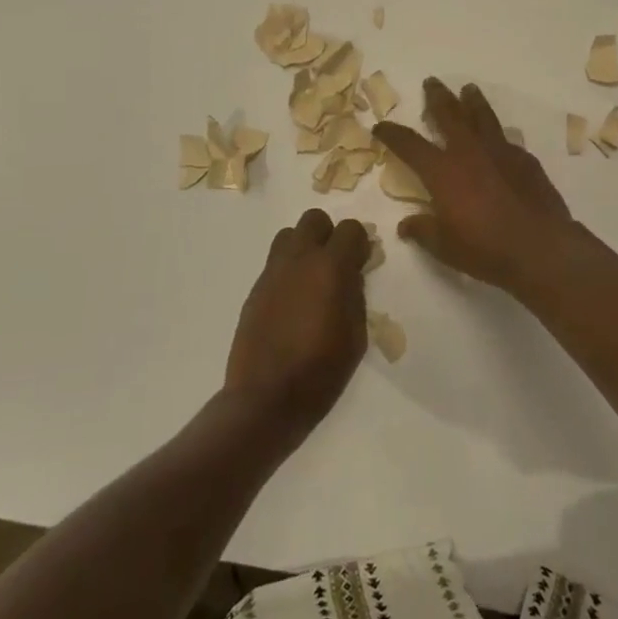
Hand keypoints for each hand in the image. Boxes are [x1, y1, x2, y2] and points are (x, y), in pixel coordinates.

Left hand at [225, 209, 371, 433]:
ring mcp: (273, 272)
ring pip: (289, 235)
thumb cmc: (321, 371)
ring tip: (311, 279)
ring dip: (304, 247)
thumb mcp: (356, 335)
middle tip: (336, 265)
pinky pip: (275, 263)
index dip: (359, 243)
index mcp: (330, 267)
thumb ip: (356, 294)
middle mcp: (299, 259)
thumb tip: (352, 274)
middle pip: (314, 220)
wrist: (265, 398)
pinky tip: (293, 302)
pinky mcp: (255, 289)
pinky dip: (288, 271)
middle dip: (329, 235)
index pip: (350, 228)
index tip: (362, 262)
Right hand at [372, 79, 576, 294]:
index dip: (392, 134)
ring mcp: (500, 151)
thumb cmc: (485, 249)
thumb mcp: (444, 247)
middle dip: (437, 97)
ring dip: (472, 101)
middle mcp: (469, 151)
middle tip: (431, 82)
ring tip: (468, 89)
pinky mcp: (525, 159)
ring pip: (482, 116)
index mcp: (442, 171)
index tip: (381, 126)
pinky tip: (500, 137)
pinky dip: (498, 134)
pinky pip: (507, 138)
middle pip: (449, 114)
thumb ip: (423, 231)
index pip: (409, 144)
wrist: (541, 247)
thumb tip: (406, 226)